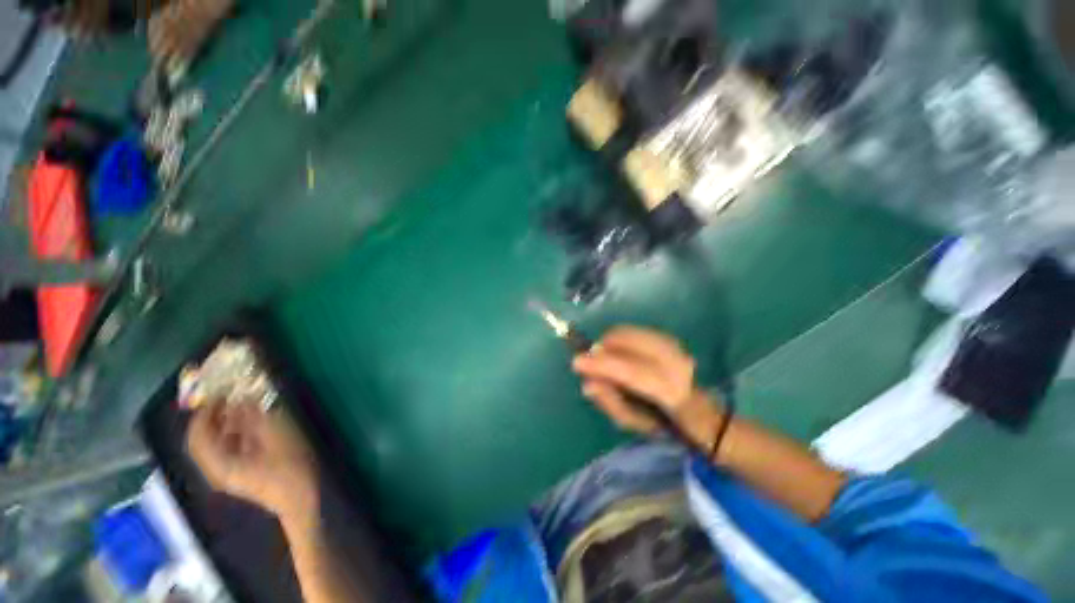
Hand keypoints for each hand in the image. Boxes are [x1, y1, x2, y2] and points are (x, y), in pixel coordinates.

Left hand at [187, 403, 318, 523]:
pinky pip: (231, 447)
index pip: (198, 436)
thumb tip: (242, 400)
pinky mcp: (243, 471)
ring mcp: (231, 472)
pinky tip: (252, 421)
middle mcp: (218, 469)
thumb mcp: (277, 438)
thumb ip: (257, 419)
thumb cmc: (290, 469)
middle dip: (214, 416)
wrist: (303, 499)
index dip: (204, 413)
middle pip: (205, 440)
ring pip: (218, 443)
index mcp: (220, 464)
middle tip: (231, 395)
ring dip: (226, 422)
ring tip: (243, 403)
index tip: (218, 393)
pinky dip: (236, 432)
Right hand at [572, 326, 719, 439]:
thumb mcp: (635, 422)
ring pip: (628, 333)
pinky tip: (616, 352)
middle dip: (603, 349)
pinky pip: (632, 331)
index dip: (602, 365)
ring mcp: (673, 346)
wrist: (697, 409)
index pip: (631, 371)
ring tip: (604, 359)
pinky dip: (617, 339)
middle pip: (628, 343)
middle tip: (590, 363)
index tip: (577, 363)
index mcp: (671, 391)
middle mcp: (675, 362)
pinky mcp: (666, 338)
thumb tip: (588, 383)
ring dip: (609, 343)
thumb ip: (610, 402)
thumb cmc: (664, 422)